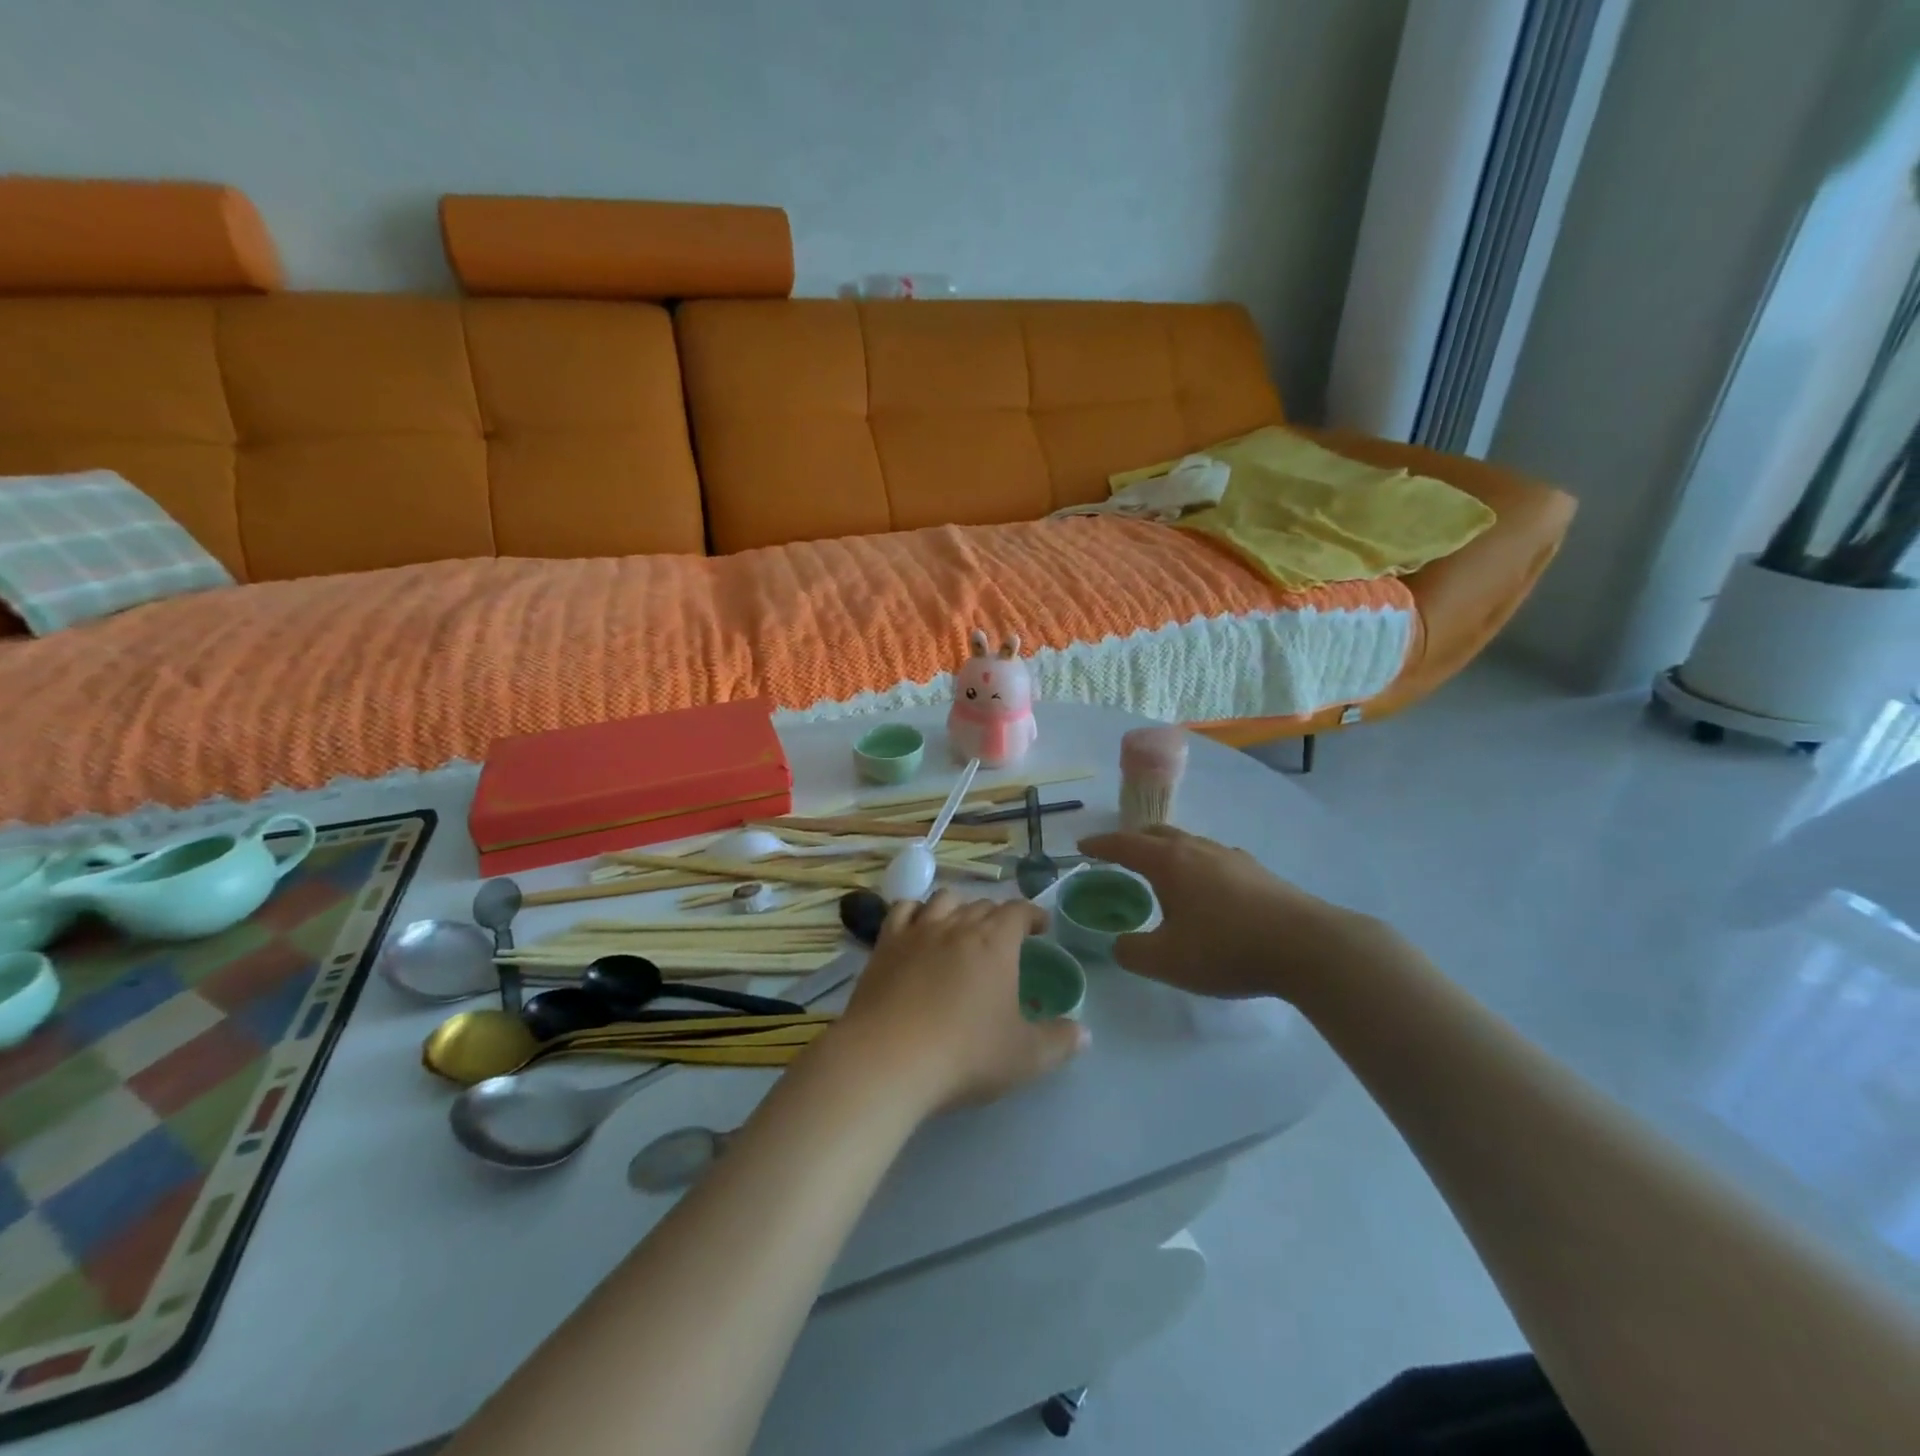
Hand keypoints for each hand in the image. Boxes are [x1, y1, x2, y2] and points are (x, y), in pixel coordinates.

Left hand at [834, 889, 1087, 1110]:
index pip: (1019, 911)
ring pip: (944, 900)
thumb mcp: (1025, 1057)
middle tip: (1003, 938)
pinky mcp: (885, 944)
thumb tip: (1084, 1033)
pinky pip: (902, 910)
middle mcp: (958, 925)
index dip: (1032, 915)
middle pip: (982, 905)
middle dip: (998, 916)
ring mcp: (918, 931)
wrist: (888, 1059)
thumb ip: (1059, 1042)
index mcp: (995, 943)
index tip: (1040, 927)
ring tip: (962, 926)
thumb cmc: (965, 1055)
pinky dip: (915, 911)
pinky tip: (917, 926)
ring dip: (959, 907)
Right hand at [1079, 826, 1391, 1002]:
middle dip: (1133, 841)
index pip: (1124, 845)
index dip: (1100, 845)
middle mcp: (1198, 849)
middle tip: (1118, 854)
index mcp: (1169, 862)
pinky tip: (1205, 888)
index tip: (1082, 846)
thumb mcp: (1166, 961)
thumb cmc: (1226, 949)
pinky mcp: (1258, 872)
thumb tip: (1119, 943)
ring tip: (1160, 871)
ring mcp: (1231, 857)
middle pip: (1157, 834)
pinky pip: (1213, 858)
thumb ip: (1132, 951)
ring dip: (1166, 851)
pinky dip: (1195, 864)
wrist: (1308, 947)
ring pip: (1189, 843)